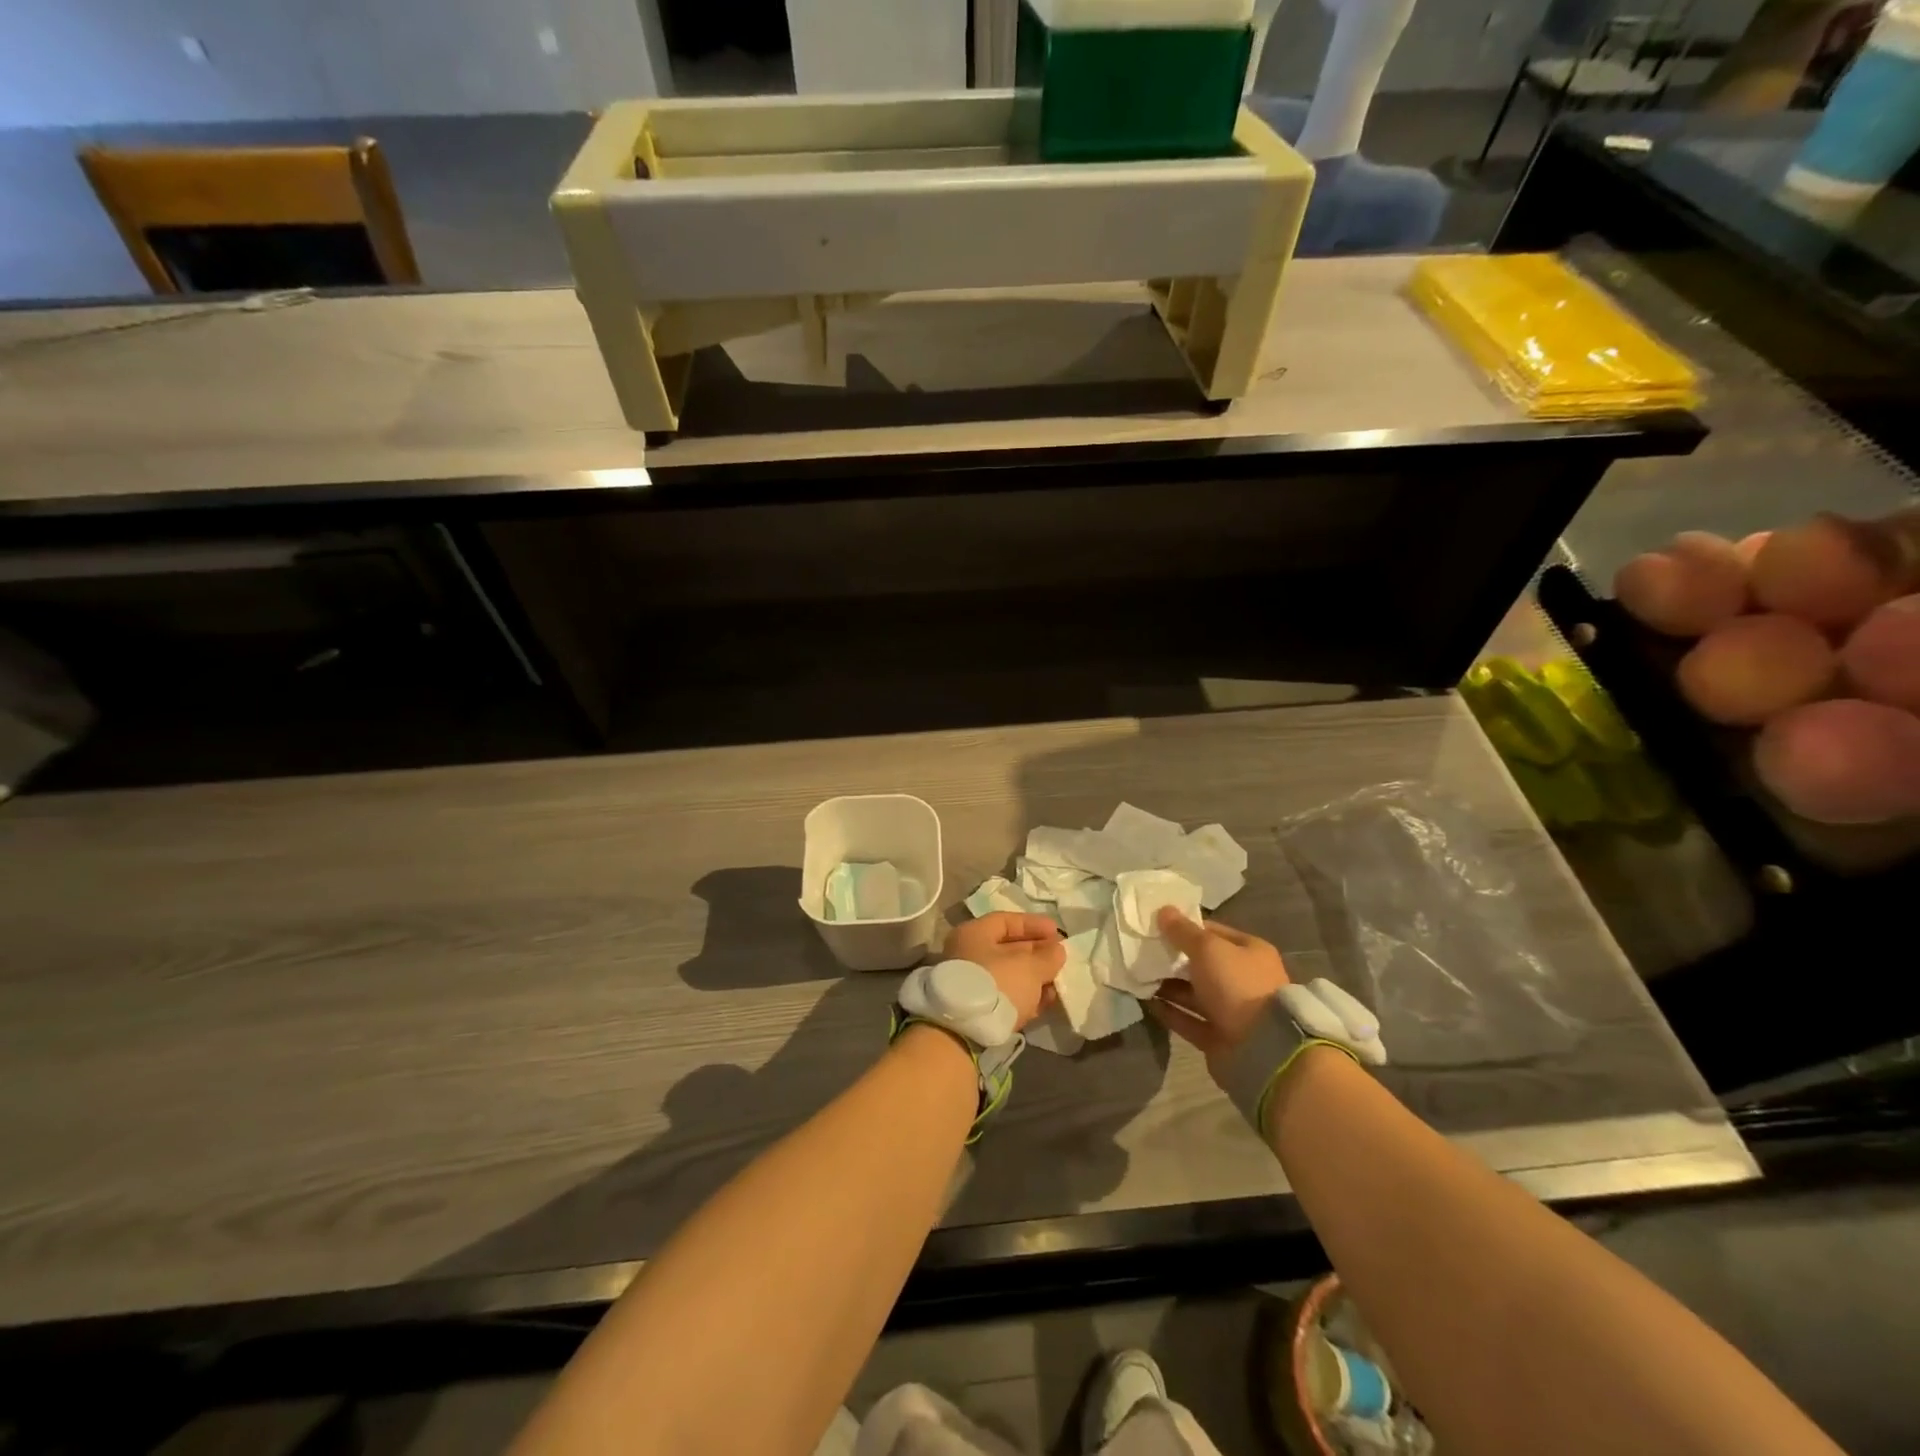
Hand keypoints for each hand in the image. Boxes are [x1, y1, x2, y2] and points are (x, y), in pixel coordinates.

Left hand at [942, 913, 1064, 1029]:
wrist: (966, 1032)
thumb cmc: (998, 984)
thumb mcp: (1029, 966)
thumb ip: (1047, 956)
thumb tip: (1057, 950)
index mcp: (974, 934)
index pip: (1006, 921)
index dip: (1034, 924)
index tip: (1057, 933)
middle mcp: (968, 953)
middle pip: (1008, 948)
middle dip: (1037, 953)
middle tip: (1060, 959)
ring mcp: (971, 982)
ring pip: (1008, 974)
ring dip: (1034, 978)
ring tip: (1057, 984)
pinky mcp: (977, 1008)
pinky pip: (1005, 995)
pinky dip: (1024, 996)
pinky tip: (1044, 1002)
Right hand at [1150, 909, 1289, 1076]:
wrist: (1261, 1048)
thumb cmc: (1237, 985)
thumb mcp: (1208, 948)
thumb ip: (1183, 931)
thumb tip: (1163, 910)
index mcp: (1249, 952)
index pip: (1213, 932)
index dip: (1186, 927)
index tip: (1156, 925)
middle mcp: (1242, 980)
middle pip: (1202, 964)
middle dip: (1173, 958)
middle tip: (1142, 951)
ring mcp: (1231, 1010)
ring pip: (1193, 993)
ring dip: (1167, 985)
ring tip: (1137, 975)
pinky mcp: (1218, 1037)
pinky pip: (1188, 1020)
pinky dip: (1169, 1011)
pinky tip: (1146, 1002)